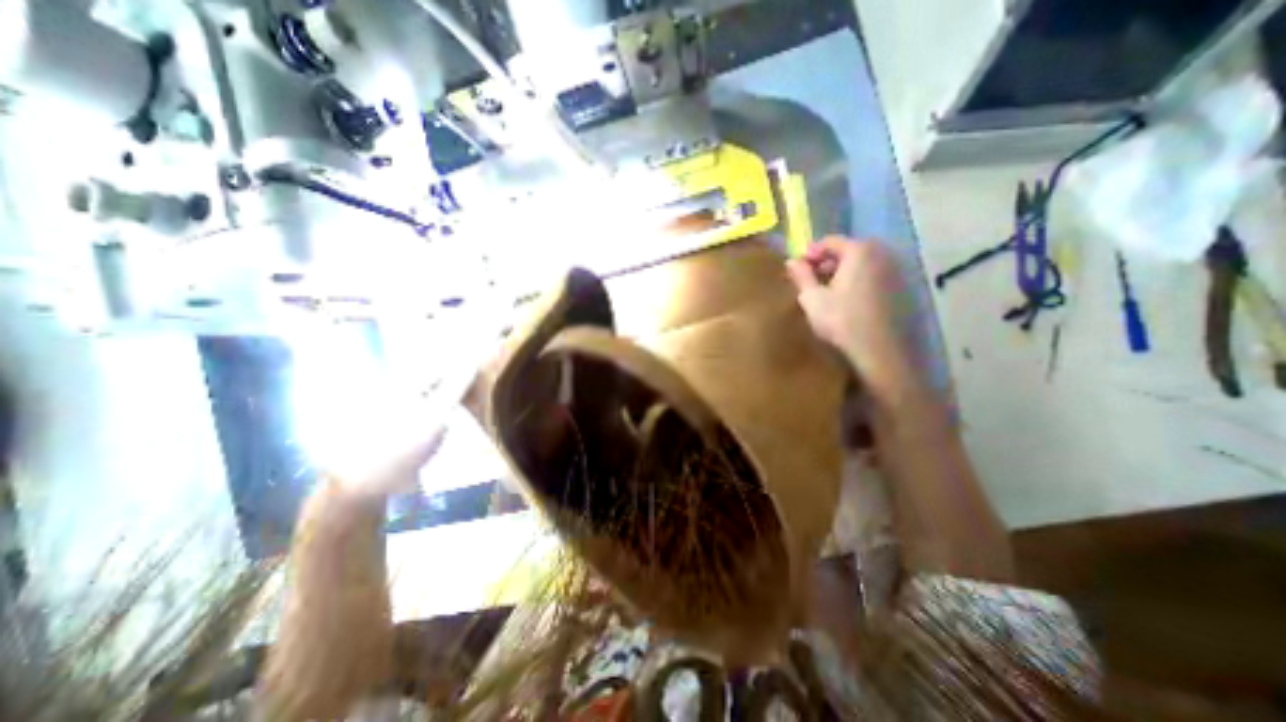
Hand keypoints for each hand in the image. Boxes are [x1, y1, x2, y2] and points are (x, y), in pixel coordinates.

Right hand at [789, 237, 919, 393]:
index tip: (797, 267)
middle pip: (848, 249)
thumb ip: (801, 276)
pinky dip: (857, 280)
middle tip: (810, 278)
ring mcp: (894, 271)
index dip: (810, 252)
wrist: (877, 351)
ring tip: (826, 290)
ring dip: (842, 271)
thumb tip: (791, 261)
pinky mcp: (900, 288)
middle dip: (827, 261)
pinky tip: (846, 300)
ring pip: (862, 263)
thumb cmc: (841, 321)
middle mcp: (881, 254)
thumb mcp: (812, 298)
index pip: (830, 241)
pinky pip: (873, 275)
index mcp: (859, 251)